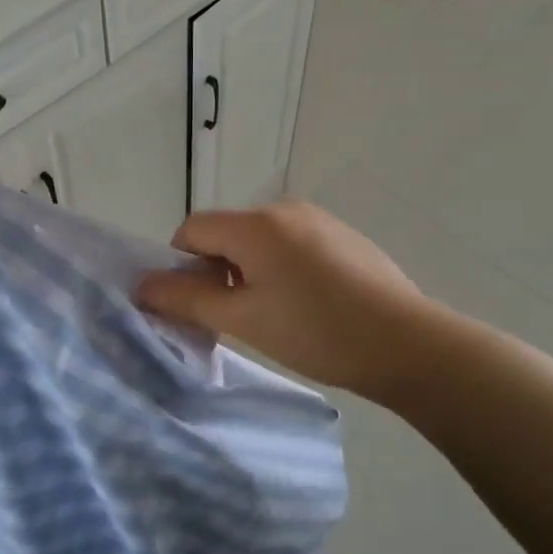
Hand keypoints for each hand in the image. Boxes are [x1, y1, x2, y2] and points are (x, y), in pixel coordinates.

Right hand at [136, 200, 437, 398]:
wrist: (409, 344)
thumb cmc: (316, 331)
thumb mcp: (243, 320)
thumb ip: (187, 299)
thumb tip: (143, 286)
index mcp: (254, 224)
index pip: (191, 230)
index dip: (183, 267)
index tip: (203, 306)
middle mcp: (283, 208)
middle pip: (225, 233)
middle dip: (218, 270)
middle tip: (239, 316)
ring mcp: (317, 218)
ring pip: (258, 239)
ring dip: (250, 270)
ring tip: (277, 314)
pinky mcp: (342, 234)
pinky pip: (291, 242)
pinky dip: (282, 267)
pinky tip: (310, 304)